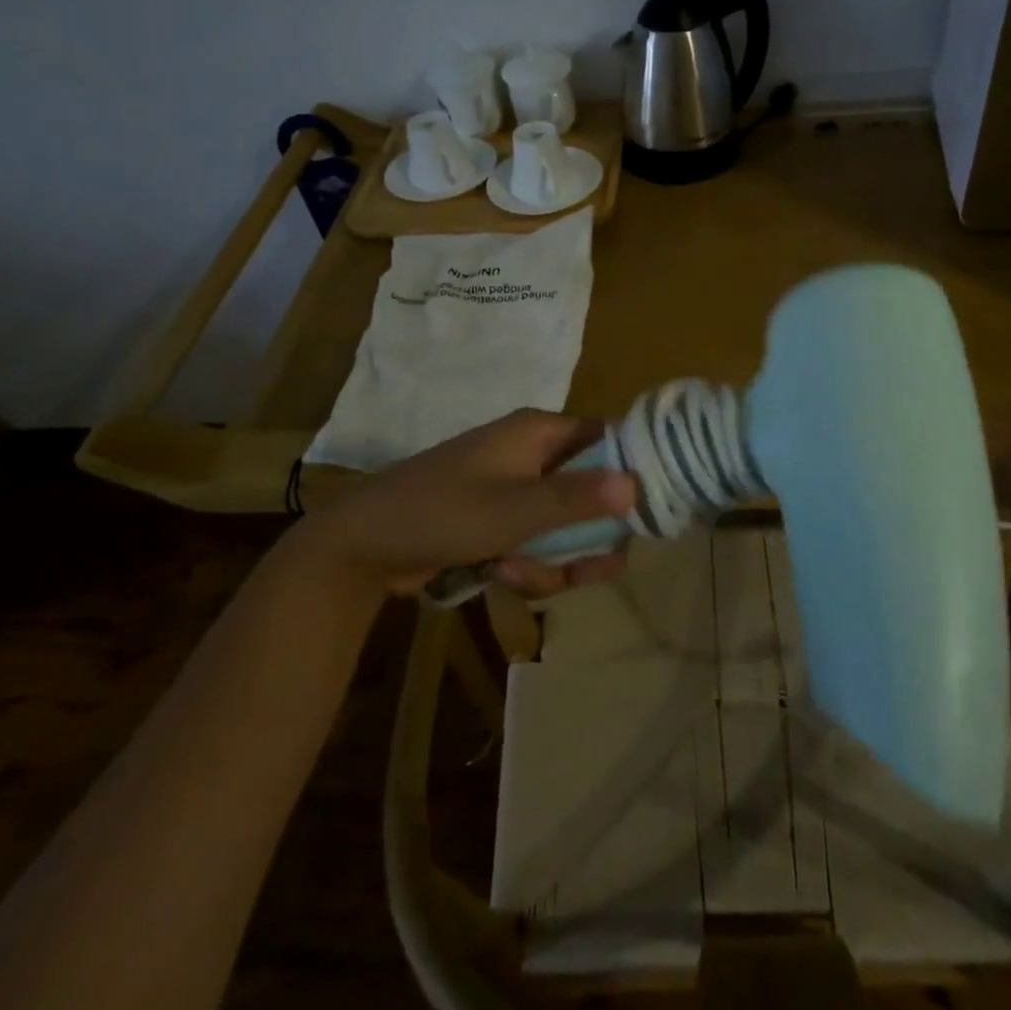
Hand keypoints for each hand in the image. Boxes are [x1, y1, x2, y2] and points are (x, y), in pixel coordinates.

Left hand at [288, 409, 638, 596]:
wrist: (362, 546)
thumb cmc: (441, 513)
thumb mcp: (513, 511)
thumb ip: (576, 499)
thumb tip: (637, 484)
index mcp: (539, 432)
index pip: (606, 439)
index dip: (631, 472)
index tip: (648, 514)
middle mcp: (532, 453)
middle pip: (590, 490)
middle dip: (587, 536)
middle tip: (594, 568)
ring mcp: (514, 488)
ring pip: (565, 524)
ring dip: (554, 558)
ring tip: (520, 575)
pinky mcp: (498, 519)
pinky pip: (537, 540)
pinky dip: (529, 563)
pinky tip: (503, 577)